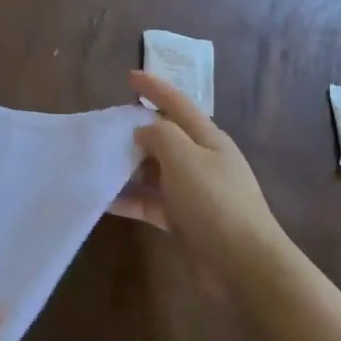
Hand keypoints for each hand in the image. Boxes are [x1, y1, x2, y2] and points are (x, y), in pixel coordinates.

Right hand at [111, 70, 291, 282]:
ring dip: (128, 166)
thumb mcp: (185, 158)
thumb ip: (160, 136)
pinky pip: (150, 201)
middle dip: (136, 130)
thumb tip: (143, 129)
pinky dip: (129, 198)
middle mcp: (202, 161)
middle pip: (165, 137)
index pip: (178, 104)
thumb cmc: (215, 203)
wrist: (244, 264)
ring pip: (154, 171)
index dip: (155, 88)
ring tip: (96, 162)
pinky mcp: (184, 220)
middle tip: (103, 126)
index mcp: (208, 139)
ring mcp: (194, 192)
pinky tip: (103, 200)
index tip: (129, 76)